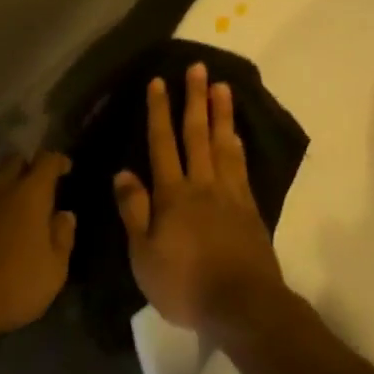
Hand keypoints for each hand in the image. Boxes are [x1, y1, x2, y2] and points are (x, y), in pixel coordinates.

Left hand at [0, 152, 74, 338]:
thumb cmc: (13, 286)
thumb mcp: (54, 270)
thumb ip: (62, 237)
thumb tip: (64, 215)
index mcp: (29, 193)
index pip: (46, 161)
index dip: (57, 161)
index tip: (64, 168)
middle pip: (13, 162)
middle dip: (26, 170)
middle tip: (34, 193)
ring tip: (3, 216)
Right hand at [114, 63, 288, 346]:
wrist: (243, 306)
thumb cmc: (185, 283)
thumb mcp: (143, 254)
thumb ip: (134, 211)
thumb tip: (123, 172)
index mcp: (173, 195)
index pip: (163, 144)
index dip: (159, 112)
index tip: (159, 82)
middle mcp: (202, 185)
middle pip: (197, 134)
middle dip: (195, 99)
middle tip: (198, 68)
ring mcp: (230, 195)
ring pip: (223, 145)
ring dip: (221, 114)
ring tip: (222, 86)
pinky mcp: (250, 210)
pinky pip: (241, 167)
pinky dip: (237, 146)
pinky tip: (236, 135)